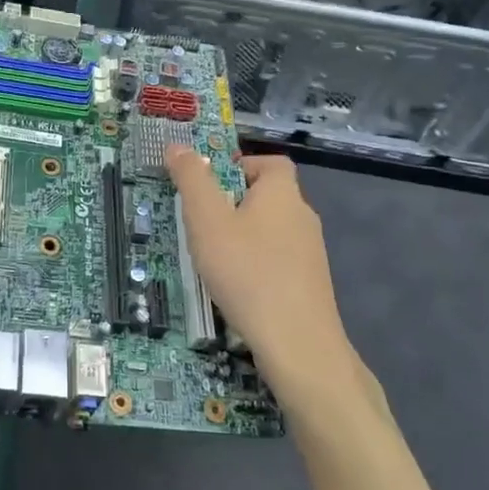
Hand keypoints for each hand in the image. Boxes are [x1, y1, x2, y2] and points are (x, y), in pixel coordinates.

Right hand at [165, 147, 354, 401]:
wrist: (297, 344)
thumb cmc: (247, 272)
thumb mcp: (207, 220)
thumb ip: (191, 179)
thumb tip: (177, 145)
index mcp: (282, 193)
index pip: (270, 162)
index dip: (240, 166)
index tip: (210, 186)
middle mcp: (302, 216)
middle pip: (267, 196)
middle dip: (233, 205)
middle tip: (201, 224)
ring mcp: (310, 253)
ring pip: (271, 231)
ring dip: (243, 238)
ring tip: (212, 259)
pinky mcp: (309, 285)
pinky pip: (277, 261)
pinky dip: (255, 266)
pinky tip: (235, 289)